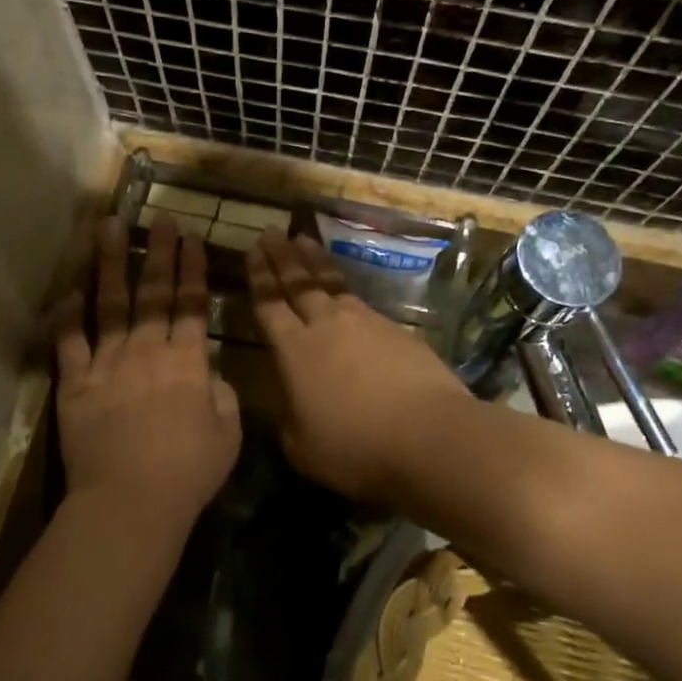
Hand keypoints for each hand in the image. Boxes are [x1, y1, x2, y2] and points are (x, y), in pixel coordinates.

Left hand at [54, 216, 241, 540]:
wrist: (129, 502)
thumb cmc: (187, 473)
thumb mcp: (227, 435)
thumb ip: (224, 397)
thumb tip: (213, 376)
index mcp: (187, 362)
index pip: (191, 304)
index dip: (193, 269)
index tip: (192, 238)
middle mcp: (147, 351)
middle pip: (153, 293)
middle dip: (159, 252)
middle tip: (160, 219)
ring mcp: (107, 364)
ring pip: (109, 304)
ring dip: (110, 263)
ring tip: (108, 227)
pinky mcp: (75, 384)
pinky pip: (69, 343)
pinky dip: (67, 317)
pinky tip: (68, 292)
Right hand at [245, 232, 472, 502]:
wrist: (429, 435)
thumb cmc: (357, 447)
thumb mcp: (302, 447)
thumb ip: (287, 418)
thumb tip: (285, 402)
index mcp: (295, 351)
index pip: (269, 304)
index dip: (259, 277)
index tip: (252, 251)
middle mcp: (326, 325)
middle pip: (298, 282)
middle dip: (282, 256)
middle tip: (271, 232)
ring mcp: (364, 322)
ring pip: (331, 282)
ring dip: (314, 260)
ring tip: (303, 240)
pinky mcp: (395, 329)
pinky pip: (359, 299)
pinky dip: (345, 286)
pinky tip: (343, 288)